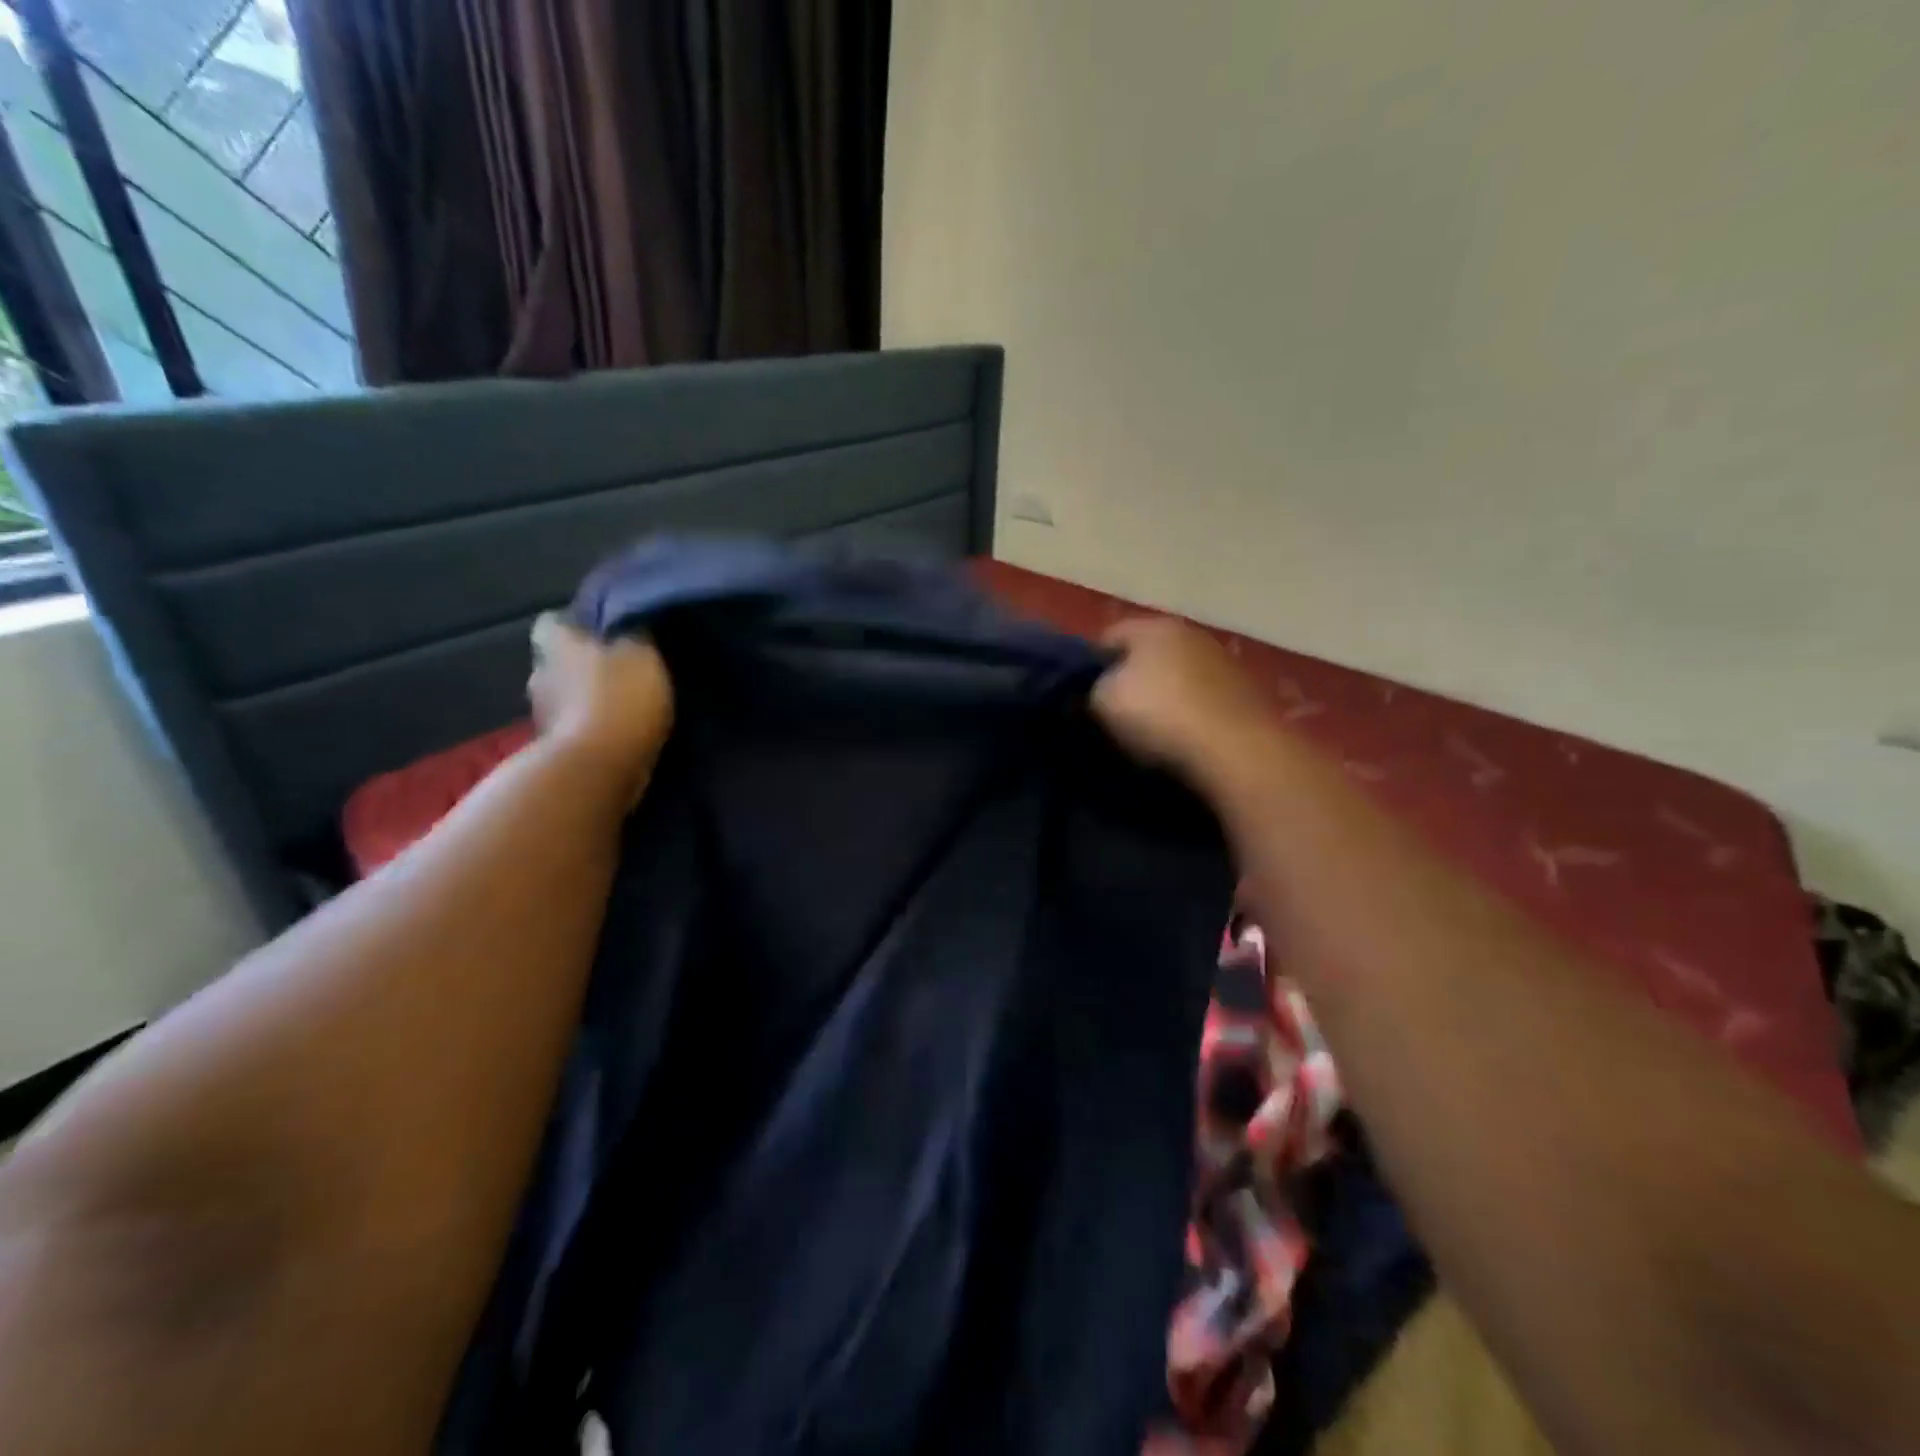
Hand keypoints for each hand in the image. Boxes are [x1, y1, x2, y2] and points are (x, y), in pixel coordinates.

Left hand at [528, 613, 674, 807]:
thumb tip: (629, 624)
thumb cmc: (620, 698)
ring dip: (587, 700)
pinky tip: (619, 734)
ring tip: (623, 706)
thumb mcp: (643, 654)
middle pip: (558, 662)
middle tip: (619, 670)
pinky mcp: (555, 750)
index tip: (601, 632)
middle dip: (583, 665)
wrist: (599, 768)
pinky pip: (574, 730)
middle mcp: (541, 674)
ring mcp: (543, 716)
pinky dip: (592, 730)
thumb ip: (634, 635)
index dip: (575, 625)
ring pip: (565, 697)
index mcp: (557, 644)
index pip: (552, 623)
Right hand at [1092, 618, 1276, 784]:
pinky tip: (1180, 740)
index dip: (1090, 664)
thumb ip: (1092, 689)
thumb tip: (1096, 691)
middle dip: (1130, 679)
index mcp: (1153, 626)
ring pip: (1178, 677)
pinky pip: (1202, 700)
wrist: (1236, 750)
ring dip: (1164, 698)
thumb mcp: (1103, 701)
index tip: (1082, 695)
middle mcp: (1191, 634)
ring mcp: (1223, 663)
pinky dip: (1190, 715)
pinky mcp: (1245, 694)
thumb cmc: (1160, 715)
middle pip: (1147, 654)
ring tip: (1147, 732)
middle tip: (1112, 714)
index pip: (1108, 636)